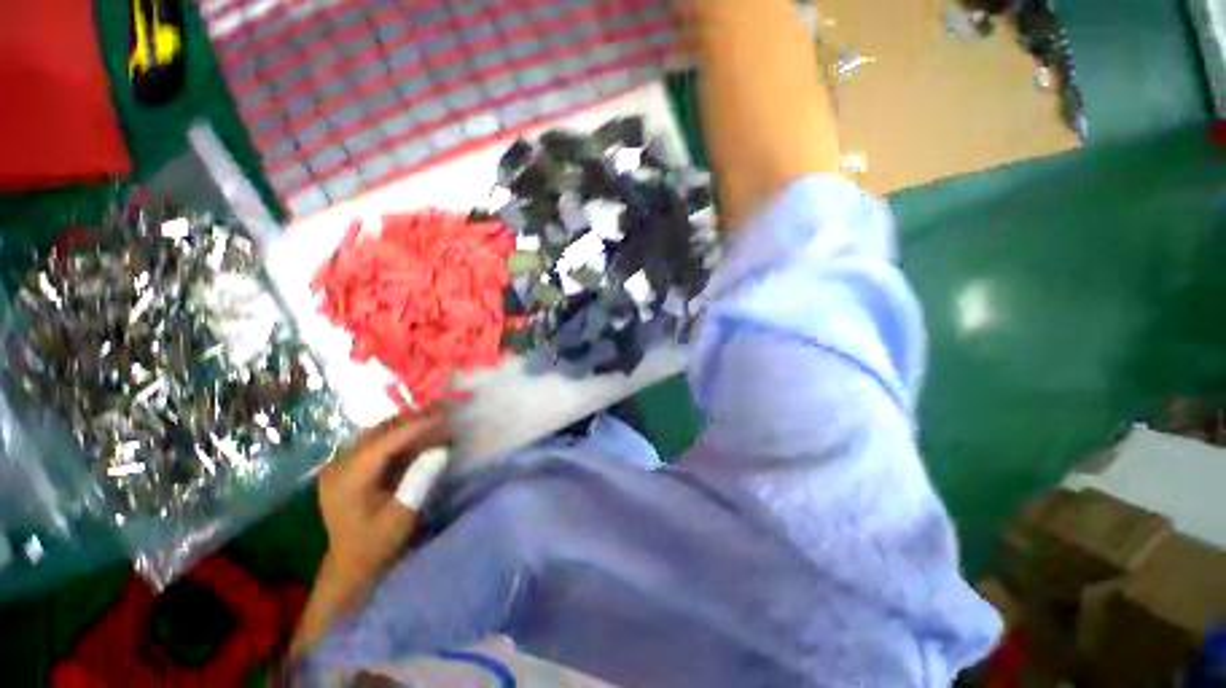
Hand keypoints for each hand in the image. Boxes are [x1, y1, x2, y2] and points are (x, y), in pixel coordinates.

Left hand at [317, 410, 452, 581]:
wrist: (351, 564)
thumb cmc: (378, 543)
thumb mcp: (402, 516)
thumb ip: (419, 481)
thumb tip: (441, 451)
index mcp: (348, 479)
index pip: (384, 442)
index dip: (415, 427)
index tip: (444, 417)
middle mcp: (339, 465)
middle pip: (379, 432)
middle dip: (413, 422)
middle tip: (445, 418)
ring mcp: (340, 464)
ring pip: (378, 433)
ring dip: (407, 427)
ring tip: (436, 424)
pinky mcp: (347, 466)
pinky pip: (376, 442)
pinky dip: (399, 437)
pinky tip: (418, 438)